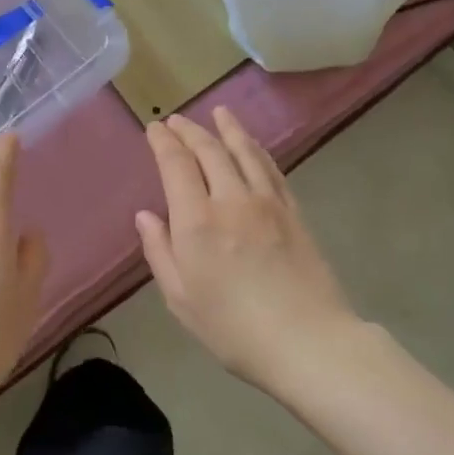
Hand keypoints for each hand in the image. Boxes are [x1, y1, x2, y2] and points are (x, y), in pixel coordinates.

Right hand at [136, 108, 358, 388]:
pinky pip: (272, 169)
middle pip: (209, 150)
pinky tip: (253, 146)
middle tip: (177, 120)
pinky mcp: (294, 211)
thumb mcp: (181, 299)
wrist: (308, 341)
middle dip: (190, 130)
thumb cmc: (234, 329)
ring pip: (244, 152)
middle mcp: (231, 200)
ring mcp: (267, 202)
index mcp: (197, 221)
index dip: (163, 142)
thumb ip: (160, 252)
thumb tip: (145, 215)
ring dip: (228, 129)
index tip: (154, 128)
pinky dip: (257, 151)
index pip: (176, 165)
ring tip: (219, 113)